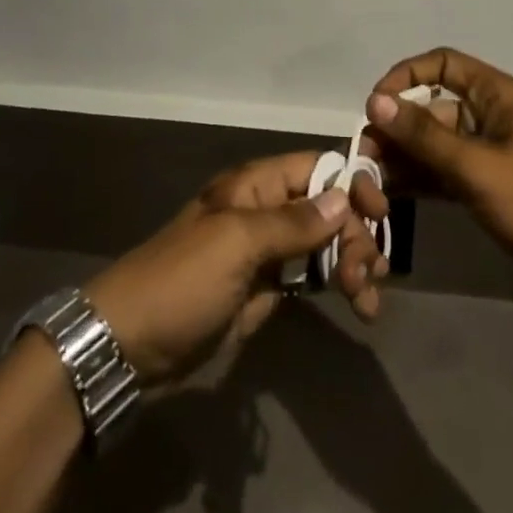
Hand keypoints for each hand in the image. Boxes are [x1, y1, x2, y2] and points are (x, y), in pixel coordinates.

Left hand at [83, 152, 389, 385]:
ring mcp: (268, 252)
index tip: (381, 215)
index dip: (352, 183)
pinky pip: (314, 276)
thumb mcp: (237, 243)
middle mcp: (266, 210)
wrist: (130, 345)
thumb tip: (344, 196)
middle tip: (369, 274)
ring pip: (326, 242)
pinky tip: (359, 304)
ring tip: (367, 299)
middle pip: (328, 207)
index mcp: (256, 185)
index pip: (317, 167)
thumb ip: (293, 222)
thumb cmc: (182, 280)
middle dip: (357, 234)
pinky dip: (340, 285)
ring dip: (354, 262)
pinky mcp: (267, 289)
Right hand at [352, 47, 512, 310]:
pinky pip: (440, 169)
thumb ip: (423, 135)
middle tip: (365, 154)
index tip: (377, 103)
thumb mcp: (476, 166)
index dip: (406, 75)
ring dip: (402, 154)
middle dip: (397, 125)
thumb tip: (374, 101)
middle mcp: (487, 115)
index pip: (443, 64)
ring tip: (371, 177)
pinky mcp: (482, 184)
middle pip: (432, 105)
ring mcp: (484, 152)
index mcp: (496, 95)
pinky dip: (417, 176)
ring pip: (432, 140)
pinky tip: (389, 191)